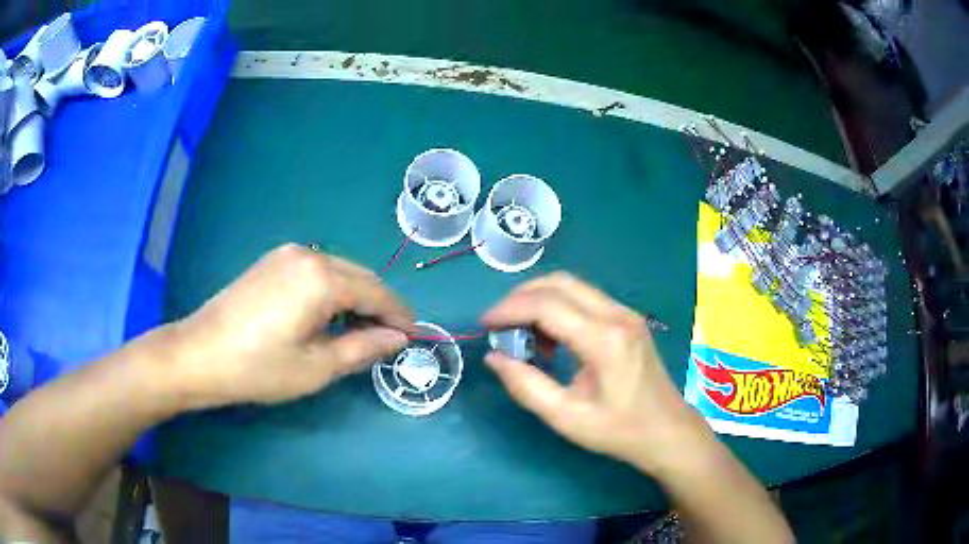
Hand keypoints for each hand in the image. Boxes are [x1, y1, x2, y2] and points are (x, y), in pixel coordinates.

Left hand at [160, 244, 413, 407]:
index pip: (377, 293)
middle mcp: (309, 254)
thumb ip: (364, 348)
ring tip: (358, 333)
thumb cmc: (259, 368)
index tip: (414, 337)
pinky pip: (317, 271)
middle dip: (380, 307)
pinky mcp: (272, 262)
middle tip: (388, 340)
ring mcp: (287, 254)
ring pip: (339, 272)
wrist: (200, 355)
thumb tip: (399, 338)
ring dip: (356, 299)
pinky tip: (327, 318)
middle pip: (360, 277)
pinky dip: (332, 292)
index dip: (399, 316)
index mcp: (322, 278)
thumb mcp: (318, 367)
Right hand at [482, 273, 711, 473]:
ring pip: (572, 286)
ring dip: (540, 301)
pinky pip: (585, 299)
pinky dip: (559, 308)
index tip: (484, 324)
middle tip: (499, 324)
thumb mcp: (566, 417)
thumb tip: (495, 358)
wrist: (667, 430)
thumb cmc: (619, 430)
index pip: (547, 305)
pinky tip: (551, 339)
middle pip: (559, 283)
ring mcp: (626, 313)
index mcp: (603, 339)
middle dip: (521, 297)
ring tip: (523, 335)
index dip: (509, 309)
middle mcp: (617, 315)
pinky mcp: (628, 319)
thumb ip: (526, 386)